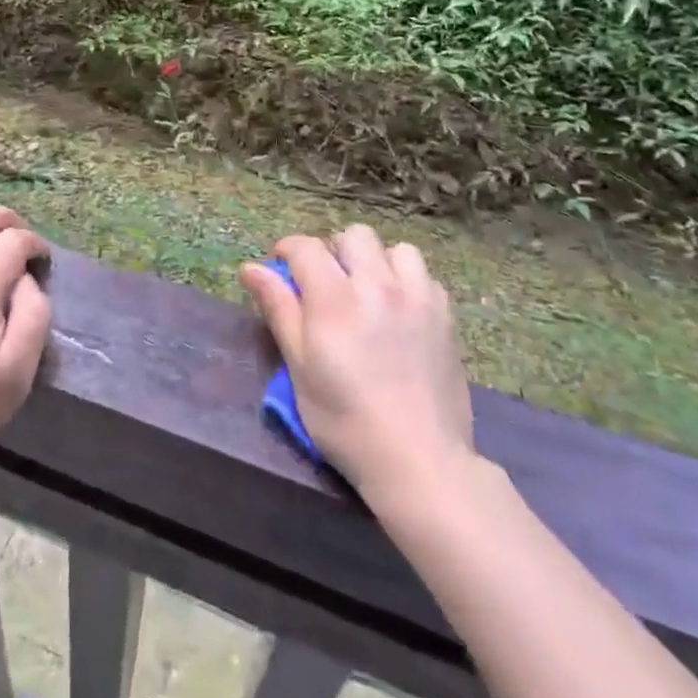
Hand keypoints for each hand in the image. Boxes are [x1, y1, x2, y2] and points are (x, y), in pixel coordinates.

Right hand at [241, 225, 474, 502]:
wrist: (419, 460)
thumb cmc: (345, 421)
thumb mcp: (300, 368)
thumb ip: (279, 309)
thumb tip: (252, 268)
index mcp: (334, 299)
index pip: (306, 247)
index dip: (287, 250)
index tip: (281, 267)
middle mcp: (377, 286)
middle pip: (353, 236)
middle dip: (333, 250)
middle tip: (326, 283)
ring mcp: (417, 298)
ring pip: (394, 248)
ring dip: (375, 261)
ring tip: (368, 291)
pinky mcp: (445, 315)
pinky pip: (424, 275)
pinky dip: (407, 280)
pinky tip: (400, 309)